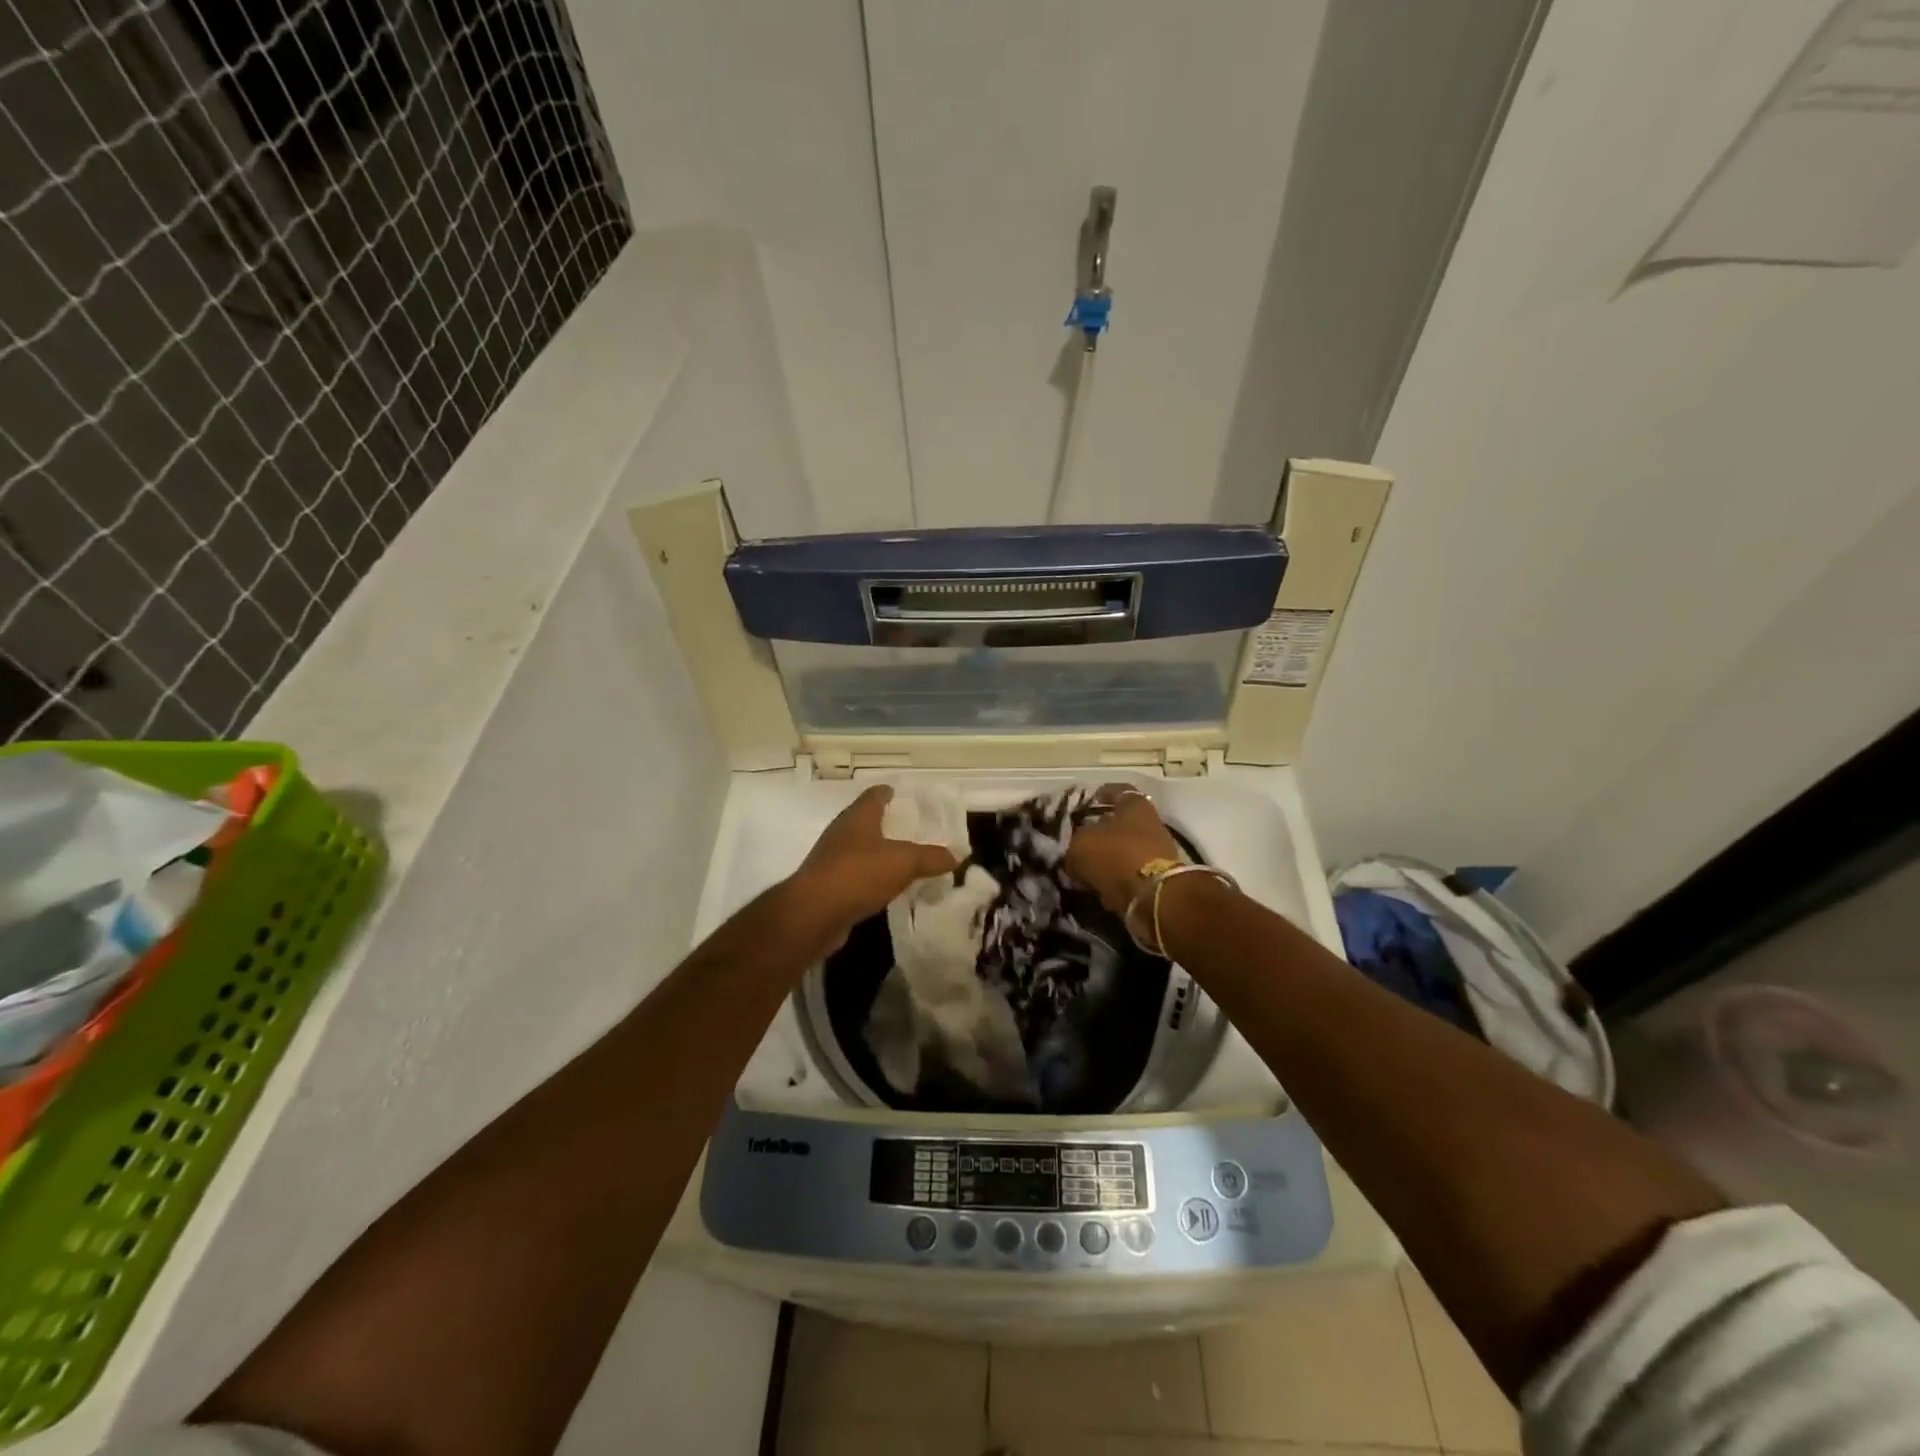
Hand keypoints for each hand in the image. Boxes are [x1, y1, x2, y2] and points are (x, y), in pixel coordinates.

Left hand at [787, 786, 959, 944]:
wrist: (814, 914)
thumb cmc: (859, 873)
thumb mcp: (904, 862)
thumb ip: (932, 857)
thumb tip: (957, 855)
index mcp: (858, 817)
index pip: (874, 795)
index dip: (888, 792)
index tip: (901, 793)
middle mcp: (842, 833)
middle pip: (865, 821)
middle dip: (886, 823)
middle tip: (912, 829)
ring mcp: (831, 860)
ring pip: (860, 849)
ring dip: (878, 853)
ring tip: (903, 859)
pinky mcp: (828, 886)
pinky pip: (855, 876)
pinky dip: (871, 878)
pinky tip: (886, 887)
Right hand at [1065, 783, 1184, 915]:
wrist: (1153, 896)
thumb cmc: (1116, 856)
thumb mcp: (1081, 845)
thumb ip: (1075, 844)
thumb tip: (1075, 855)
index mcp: (1135, 805)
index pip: (1117, 791)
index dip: (1100, 795)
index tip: (1086, 803)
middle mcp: (1150, 823)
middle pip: (1121, 823)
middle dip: (1100, 832)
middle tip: (1079, 842)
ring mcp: (1157, 851)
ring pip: (1124, 850)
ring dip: (1107, 858)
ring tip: (1086, 869)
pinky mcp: (1159, 878)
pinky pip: (1130, 873)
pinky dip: (1116, 879)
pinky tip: (1099, 887)